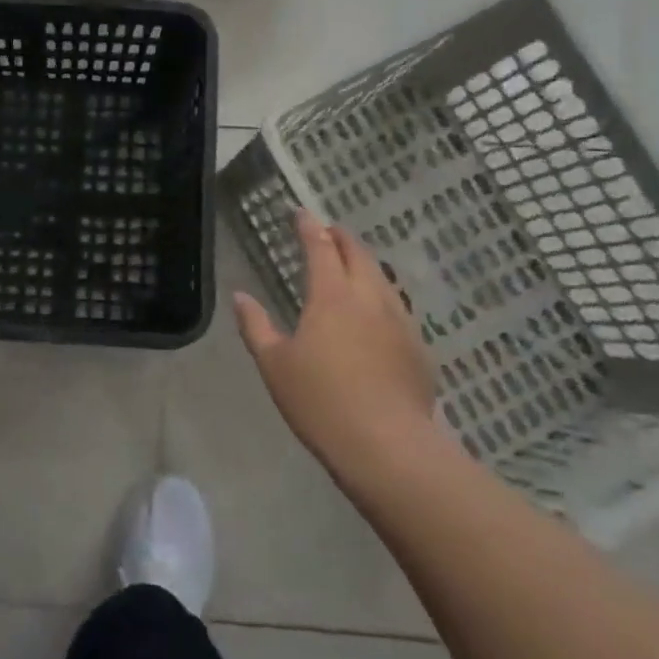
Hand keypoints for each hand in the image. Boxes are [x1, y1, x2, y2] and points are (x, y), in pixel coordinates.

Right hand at [233, 209, 435, 472]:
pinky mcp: (418, 348)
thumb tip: (240, 296)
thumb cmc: (319, 401)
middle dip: (342, 238)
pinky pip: (397, 307)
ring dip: (365, 263)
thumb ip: (256, 326)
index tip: (300, 212)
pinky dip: (381, 295)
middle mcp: (369, 299)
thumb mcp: (274, 364)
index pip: (320, 248)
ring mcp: (400, 322)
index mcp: (332, 297)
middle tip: (328, 230)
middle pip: (359, 255)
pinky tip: (377, 312)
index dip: (309, 227)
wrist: (386, 446)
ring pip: (383, 279)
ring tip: (353, 263)